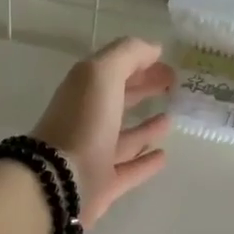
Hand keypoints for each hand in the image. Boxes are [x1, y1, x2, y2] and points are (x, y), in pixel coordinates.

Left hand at [31, 37, 174, 226]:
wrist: (60, 180)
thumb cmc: (82, 121)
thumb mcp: (102, 74)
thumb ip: (127, 55)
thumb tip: (153, 49)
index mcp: (83, 92)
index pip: (113, 72)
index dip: (139, 64)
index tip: (167, 64)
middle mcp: (87, 121)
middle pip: (118, 101)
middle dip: (143, 90)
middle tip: (173, 86)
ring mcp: (94, 154)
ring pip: (124, 138)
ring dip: (146, 128)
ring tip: (170, 119)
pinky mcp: (103, 184)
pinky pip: (129, 170)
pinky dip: (146, 162)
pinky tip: (164, 155)